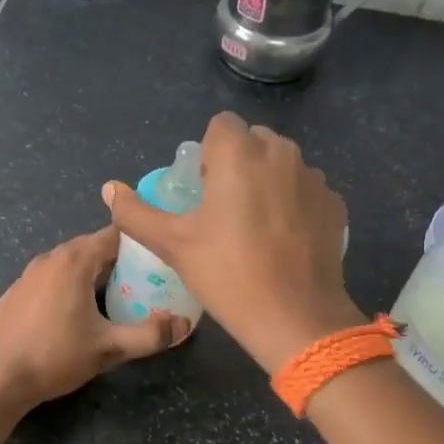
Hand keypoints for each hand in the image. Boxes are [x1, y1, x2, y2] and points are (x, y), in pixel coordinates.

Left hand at [0, 226, 188, 411]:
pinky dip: (64, 286)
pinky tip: (69, 314)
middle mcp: (49, 258)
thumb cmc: (57, 356)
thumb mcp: (110, 348)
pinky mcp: (13, 293)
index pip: (113, 235)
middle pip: (90, 247)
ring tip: (108, 298)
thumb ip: (150, 335)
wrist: (0, 379)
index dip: (137, 243)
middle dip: (115, 260)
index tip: (156, 259)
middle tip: (139, 283)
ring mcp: (27, 274)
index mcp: (74, 261)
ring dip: (88, 273)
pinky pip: (48, 279)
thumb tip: (184, 325)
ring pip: (67, 263)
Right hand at [103, 113, 361, 372]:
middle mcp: (281, 153)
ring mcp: (313, 178)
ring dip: (266, 181)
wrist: (295, 317)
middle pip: (253, 140)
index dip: (208, 153)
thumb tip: (108, 189)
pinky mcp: (335, 204)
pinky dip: (293, 203)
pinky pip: (305, 190)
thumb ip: (136, 212)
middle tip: (224, 210)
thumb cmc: (227, 274)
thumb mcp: (172, 244)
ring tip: (255, 227)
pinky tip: (283, 241)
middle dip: (237, 163)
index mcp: (240, 153)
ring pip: (282, 164)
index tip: (203, 190)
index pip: (221, 125)